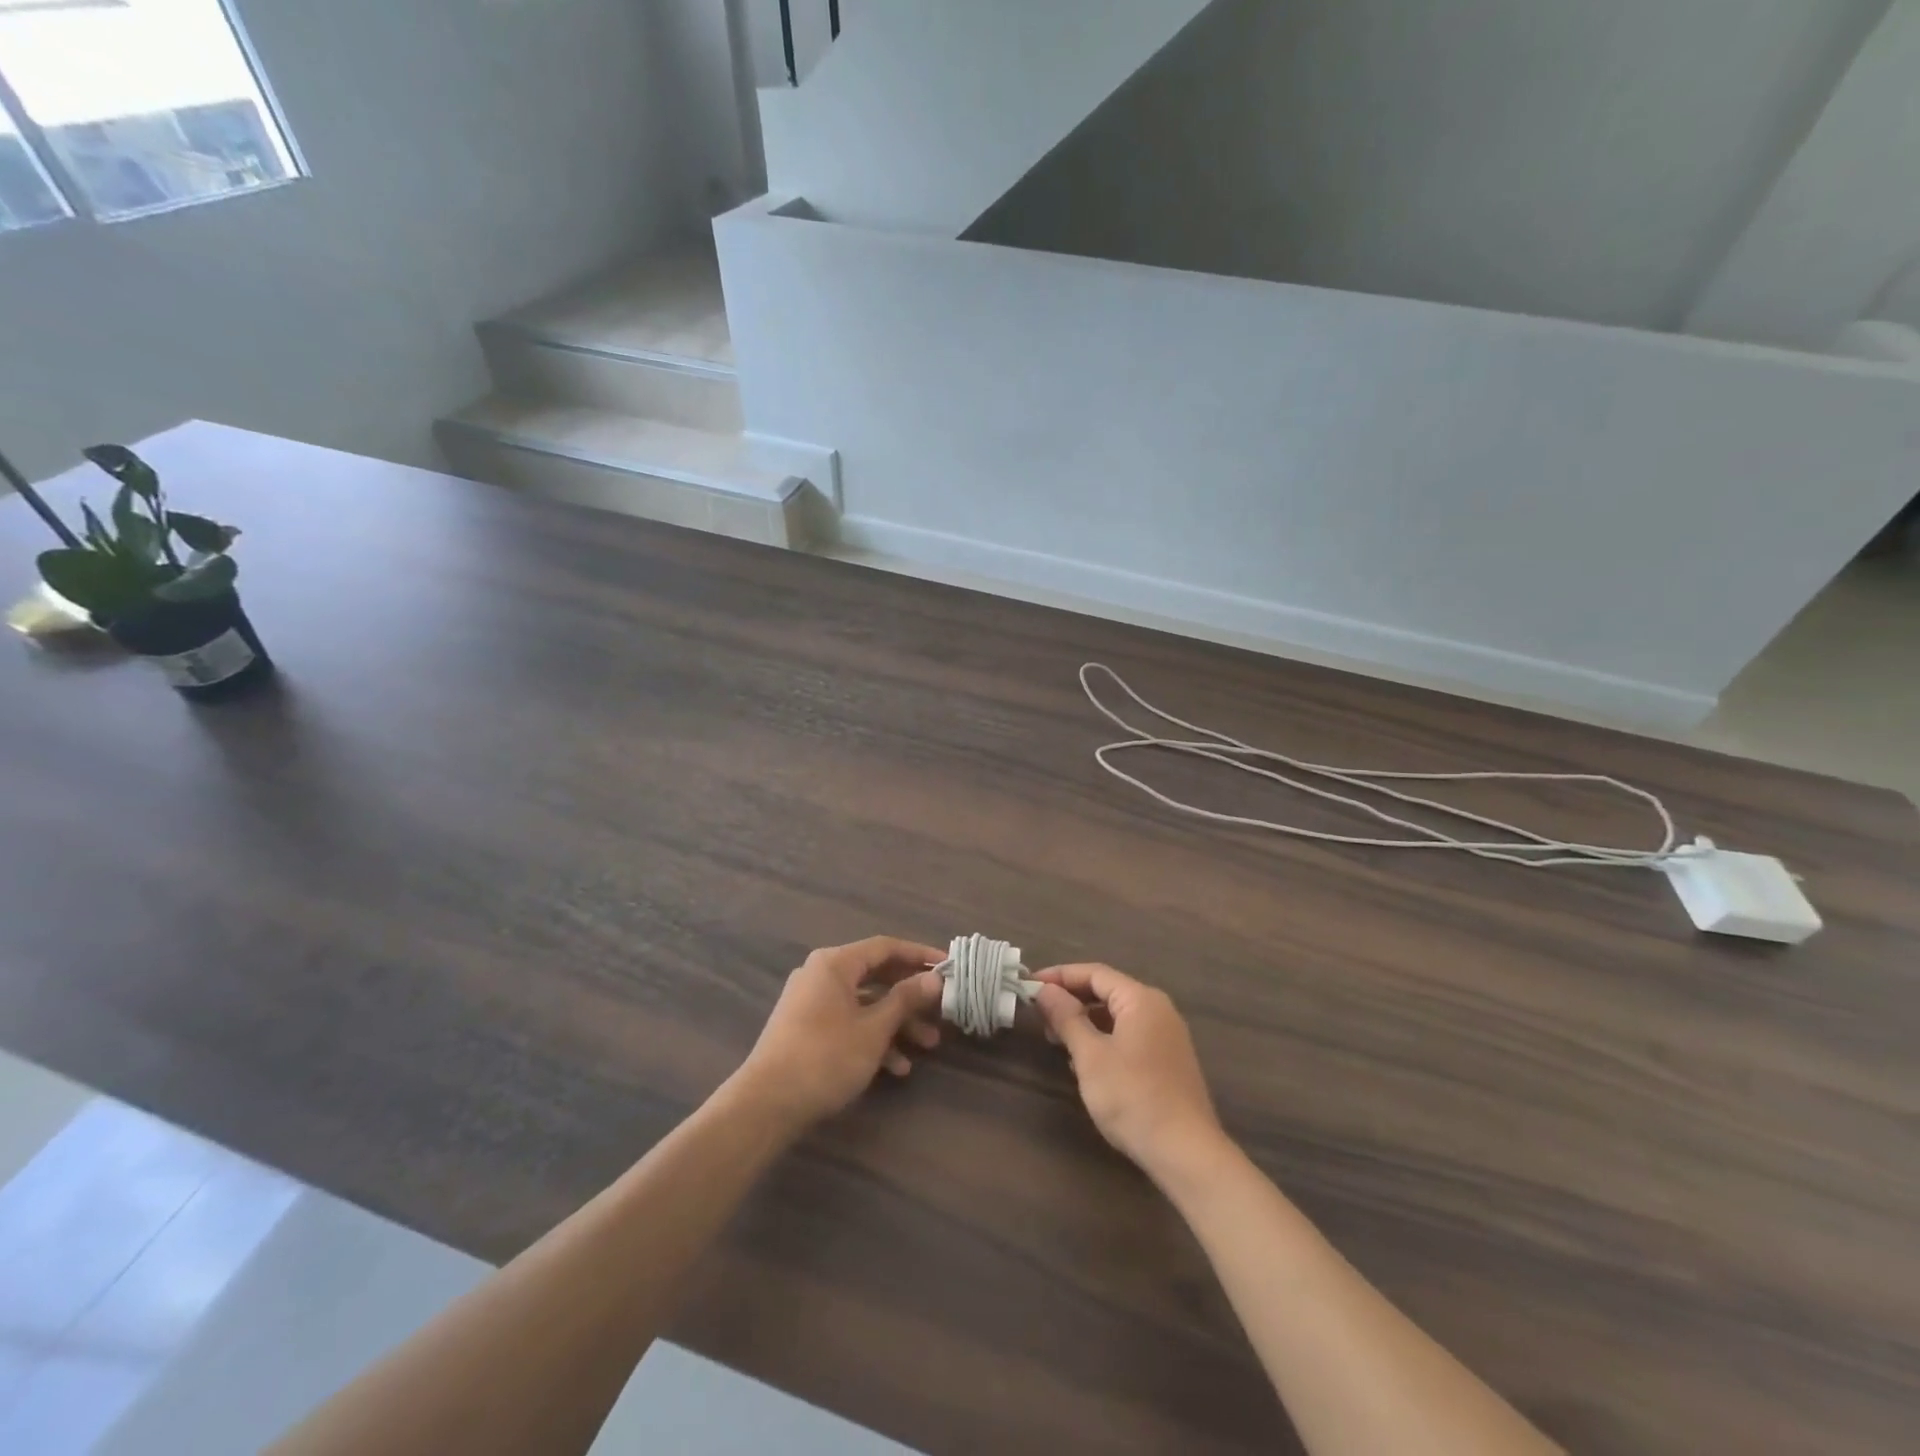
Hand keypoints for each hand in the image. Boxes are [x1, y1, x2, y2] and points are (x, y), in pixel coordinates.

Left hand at [734, 937, 944, 1132]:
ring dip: (896, 1022)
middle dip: (911, 996)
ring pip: (864, 1003)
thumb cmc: (825, 1057)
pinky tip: (897, 1067)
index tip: (949, 966)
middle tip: (941, 1008)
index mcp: (835, 963)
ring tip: (928, 1045)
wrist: (766, 1105)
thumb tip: (934, 978)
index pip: (886, 947)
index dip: (919, 955)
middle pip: (876, 975)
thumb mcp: (874, 1029)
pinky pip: (847, 1022)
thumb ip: (906, 999)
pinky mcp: (806, 1028)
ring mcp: (811, 1002)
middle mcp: (821, 974)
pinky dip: (872, 1038)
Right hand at [1034, 964, 1227, 1178]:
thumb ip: (1067, 1017)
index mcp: (1141, 999)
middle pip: (1107, 991)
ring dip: (1085, 1022)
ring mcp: (1166, 1036)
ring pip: (1117, 1016)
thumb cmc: (1133, 1097)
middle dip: (1071, 1000)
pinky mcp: (1168, 1061)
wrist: (1186, 1153)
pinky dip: (1103, 1039)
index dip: (1059, 976)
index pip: (1094, 973)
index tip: (1029, 986)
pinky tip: (1085, 1062)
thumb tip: (1046, 990)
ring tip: (1057, 1040)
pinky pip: (1129, 1035)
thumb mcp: (1090, 1056)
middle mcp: (1158, 1010)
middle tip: (1040, 1016)